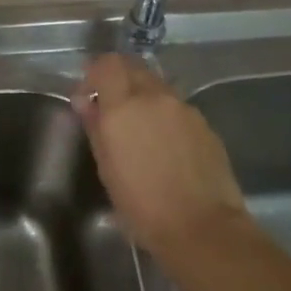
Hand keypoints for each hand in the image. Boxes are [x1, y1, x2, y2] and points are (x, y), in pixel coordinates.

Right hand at [73, 54, 250, 258]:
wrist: (200, 226)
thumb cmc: (141, 204)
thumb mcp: (106, 168)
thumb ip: (95, 127)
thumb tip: (86, 103)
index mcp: (125, 107)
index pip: (107, 64)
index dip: (94, 74)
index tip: (87, 96)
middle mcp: (156, 98)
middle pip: (134, 69)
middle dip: (118, 81)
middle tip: (109, 109)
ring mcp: (185, 110)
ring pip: (158, 88)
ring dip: (143, 99)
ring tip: (138, 132)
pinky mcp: (205, 125)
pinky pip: (177, 109)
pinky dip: (164, 116)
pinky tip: (163, 148)